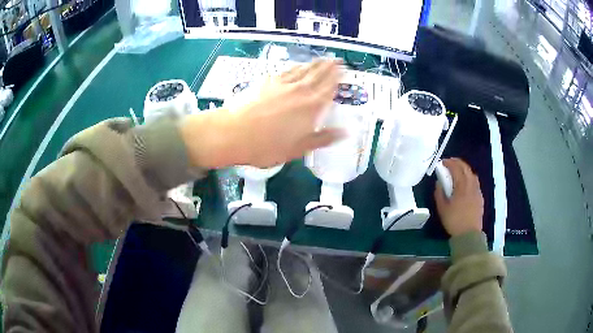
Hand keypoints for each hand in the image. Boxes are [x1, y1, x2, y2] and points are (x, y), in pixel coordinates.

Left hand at [181, 59, 344, 168]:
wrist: (234, 133)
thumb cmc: (268, 146)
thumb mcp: (298, 148)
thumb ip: (322, 138)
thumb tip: (344, 132)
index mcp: (311, 107)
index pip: (329, 88)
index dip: (338, 78)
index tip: (344, 70)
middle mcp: (300, 91)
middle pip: (318, 75)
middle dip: (329, 67)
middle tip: (336, 60)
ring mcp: (283, 84)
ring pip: (303, 70)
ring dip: (314, 64)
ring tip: (321, 59)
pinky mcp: (267, 82)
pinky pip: (287, 71)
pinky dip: (295, 67)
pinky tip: (296, 67)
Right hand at [434, 158, 483, 236]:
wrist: (469, 234)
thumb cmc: (454, 221)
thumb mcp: (442, 209)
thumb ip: (439, 193)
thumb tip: (439, 182)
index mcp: (461, 187)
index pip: (456, 169)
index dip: (449, 163)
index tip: (442, 162)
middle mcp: (471, 185)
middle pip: (465, 168)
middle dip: (457, 162)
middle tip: (449, 162)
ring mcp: (477, 190)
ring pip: (472, 174)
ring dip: (464, 168)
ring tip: (458, 170)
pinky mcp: (480, 197)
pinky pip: (475, 181)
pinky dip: (469, 176)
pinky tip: (466, 182)